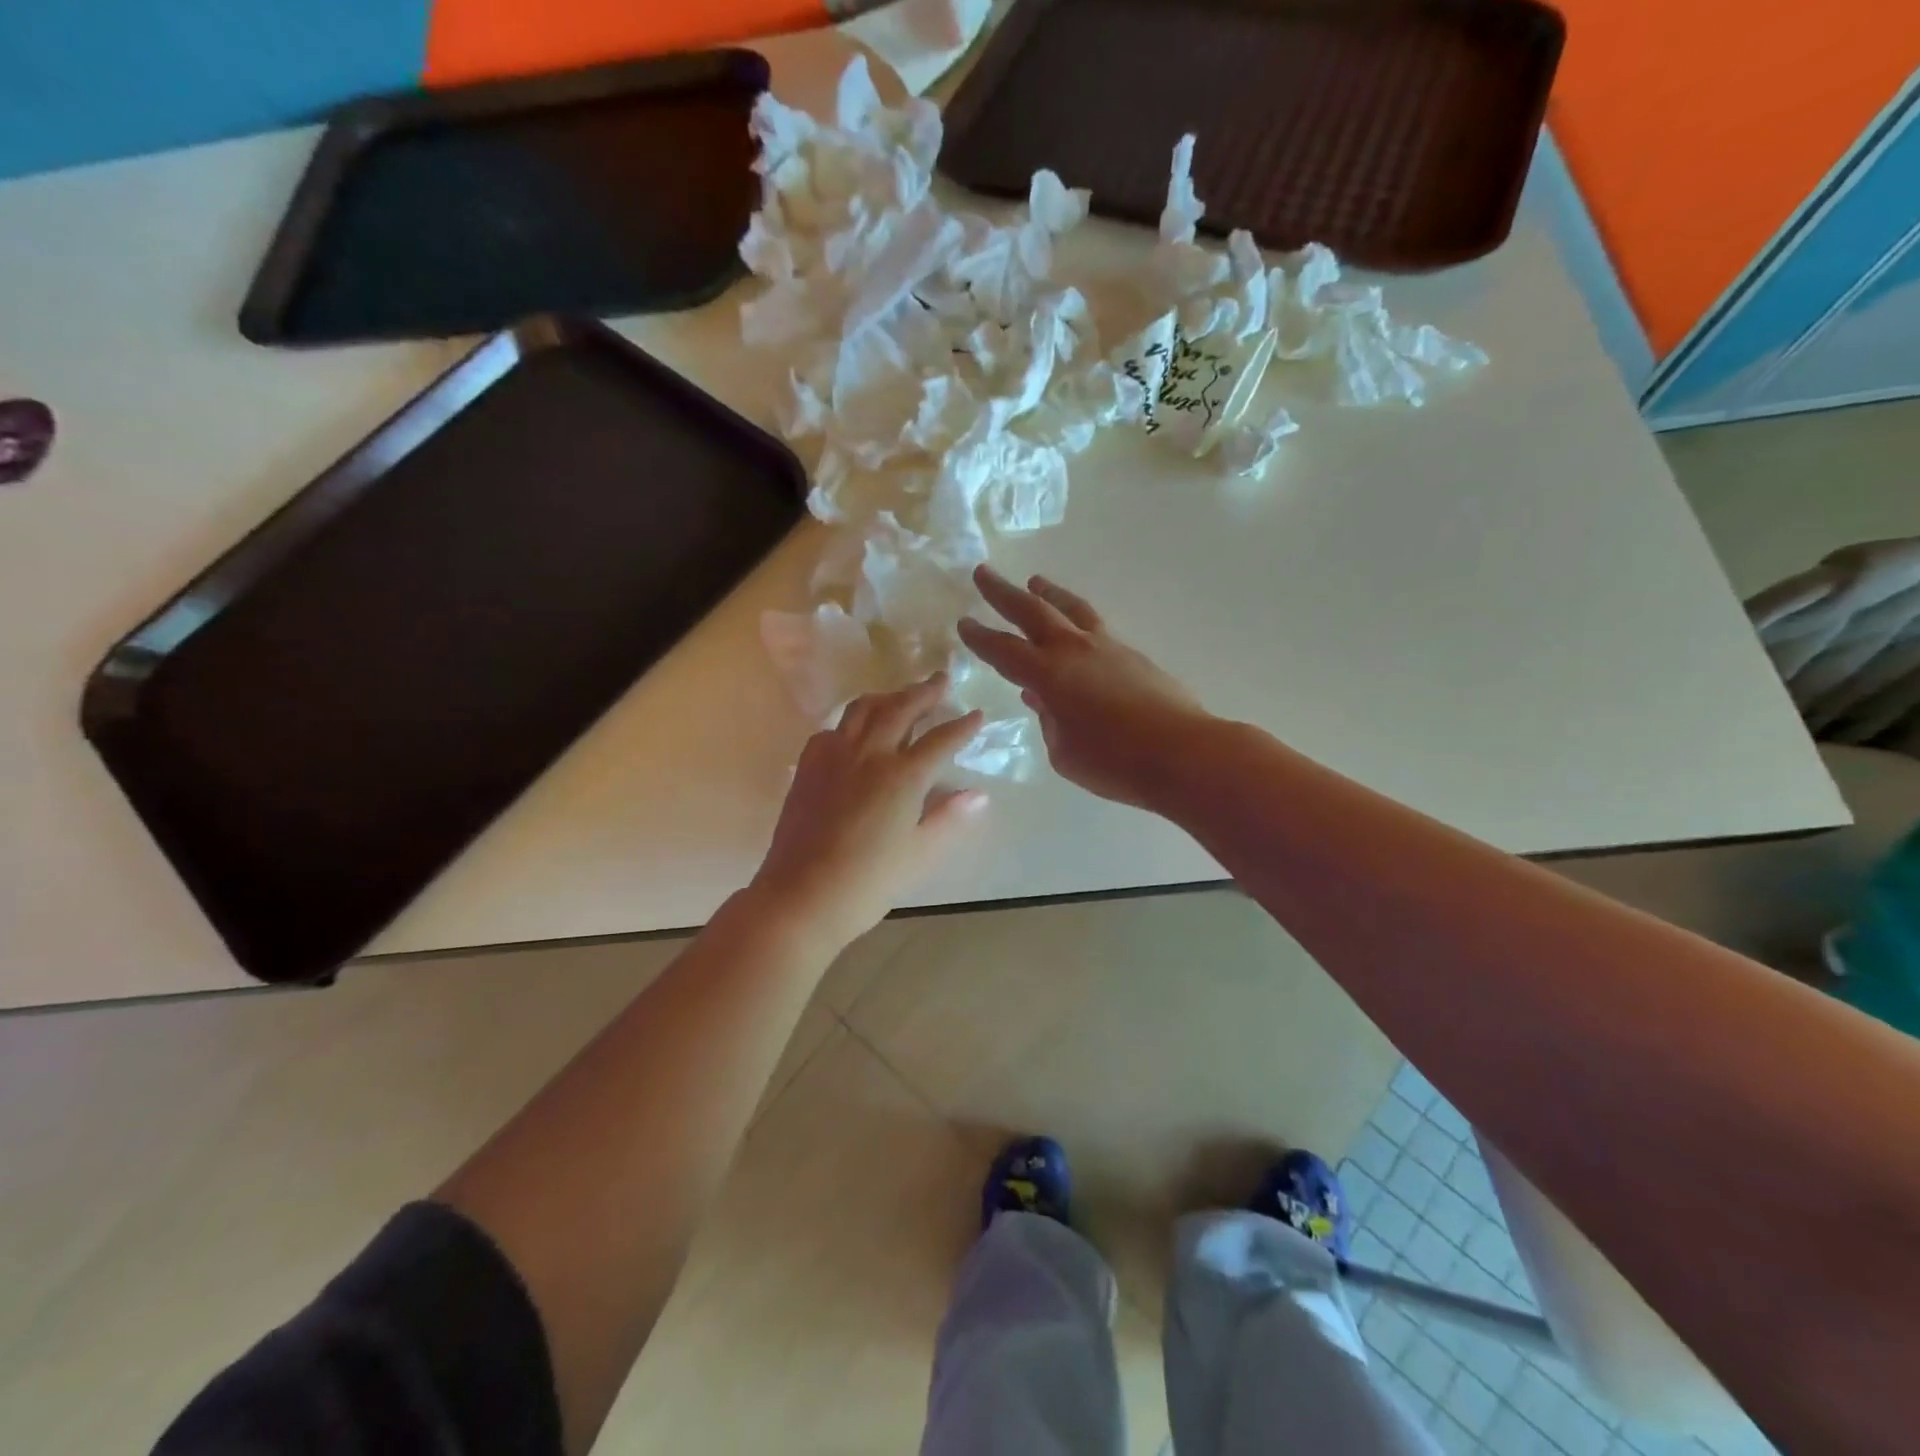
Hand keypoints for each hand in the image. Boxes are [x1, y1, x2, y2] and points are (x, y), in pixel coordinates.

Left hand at [750, 674, 987, 948]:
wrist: (801, 895)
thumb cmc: (868, 882)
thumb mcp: (919, 854)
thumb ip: (948, 818)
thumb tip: (978, 795)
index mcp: (903, 776)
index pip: (940, 740)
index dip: (962, 726)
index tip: (977, 714)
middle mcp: (869, 754)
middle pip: (900, 709)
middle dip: (924, 692)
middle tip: (940, 679)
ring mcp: (834, 756)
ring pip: (862, 710)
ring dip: (887, 697)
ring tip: (900, 696)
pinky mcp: (808, 767)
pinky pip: (833, 729)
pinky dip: (851, 721)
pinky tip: (854, 731)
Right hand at [958, 566, 1210, 809]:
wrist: (1183, 753)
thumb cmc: (1114, 762)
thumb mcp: (1064, 752)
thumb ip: (1049, 721)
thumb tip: (1044, 700)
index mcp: (1049, 675)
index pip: (1004, 650)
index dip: (980, 637)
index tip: (964, 622)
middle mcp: (1074, 650)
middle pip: (1032, 612)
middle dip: (1003, 593)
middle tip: (984, 572)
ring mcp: (1108, 648)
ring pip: (1072, 609)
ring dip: (1049, 594)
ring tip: (1036, 582)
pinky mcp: (1133, 655)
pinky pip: (1096, 628)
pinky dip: (1077, 620)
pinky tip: (1077, 632)